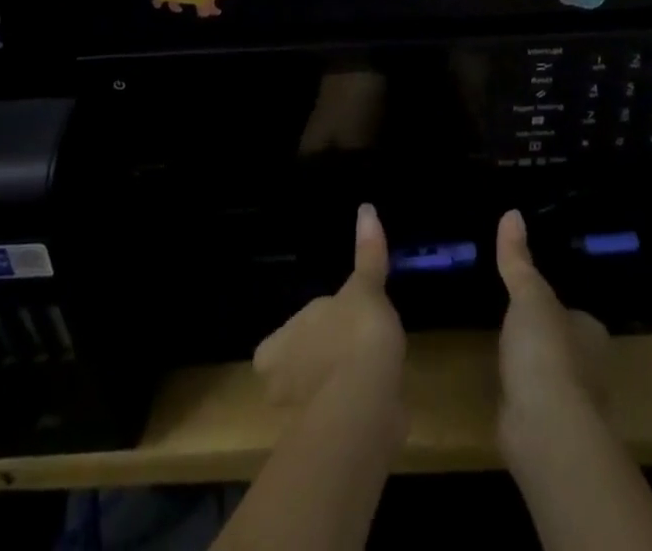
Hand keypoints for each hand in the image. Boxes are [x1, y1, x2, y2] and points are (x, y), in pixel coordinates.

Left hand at [253, 203, 405, 408]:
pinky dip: (353, 408)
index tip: (327, 325)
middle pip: (295, 370)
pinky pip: (338, 419)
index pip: (277, 343)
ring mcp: (301, 419)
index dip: (301, 334)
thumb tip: (366, 208)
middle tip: (349, 345)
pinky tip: (376, 397)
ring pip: (316, 398)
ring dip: (336, 386)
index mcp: (275, 348)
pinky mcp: (328, 443)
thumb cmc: (354, 336)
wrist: (366, 404)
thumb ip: (367, 253)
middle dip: (318, 361)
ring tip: (367, 370)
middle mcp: (279, 385)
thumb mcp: (364, 288)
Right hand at [495, 209, 609, 426]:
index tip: (535, 300)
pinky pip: (534, 405)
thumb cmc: (546, 351)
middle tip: (517, 324)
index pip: (577, 316)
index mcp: (591, 334)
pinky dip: (522, 398)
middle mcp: (590, 370)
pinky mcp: (549, 433)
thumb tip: (512, 212)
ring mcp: (570, 405)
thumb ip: (518, 259)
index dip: (557, 308)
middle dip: (546, 341)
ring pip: (552, 379)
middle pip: (567, 347)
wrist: (546, 428)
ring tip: (506, 355)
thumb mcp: (528, 295)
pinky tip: (505, 391)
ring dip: (535, 372)